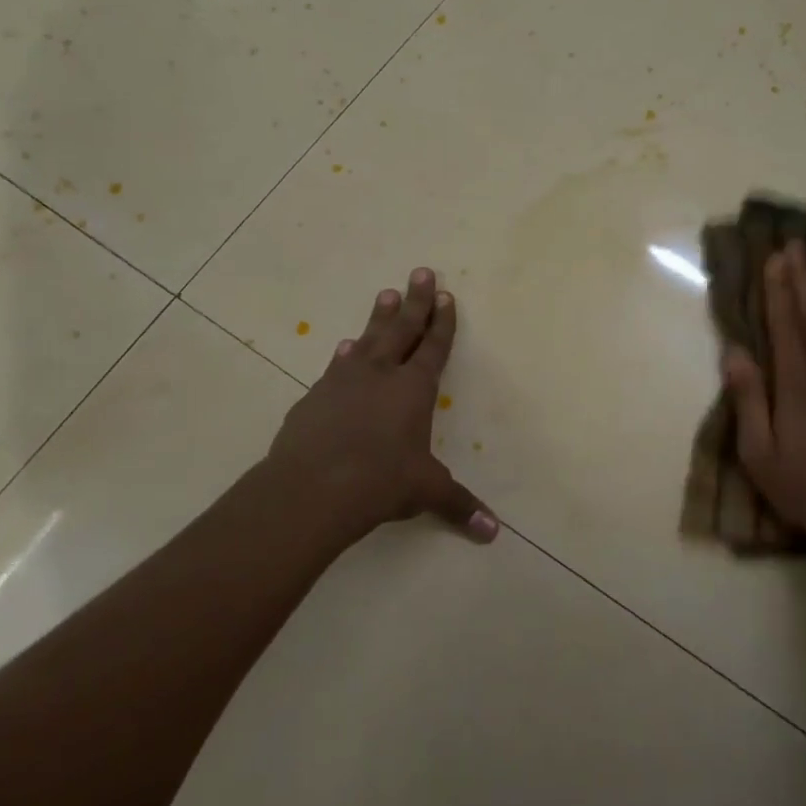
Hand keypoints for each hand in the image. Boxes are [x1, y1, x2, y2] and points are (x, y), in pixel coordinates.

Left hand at [264, 268, 498, 551]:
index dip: (442, 323)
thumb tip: (492, 533)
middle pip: (402, 329)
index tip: (447, 296)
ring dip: (379, 317)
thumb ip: (459, 506)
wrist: (312, 488)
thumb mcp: (426, 492)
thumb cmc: (381, 482)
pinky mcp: (315, 396)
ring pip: (368, 339)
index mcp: (414, 390)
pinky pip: (336, 366)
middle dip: (416, 301)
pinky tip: (343, 346)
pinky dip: (344, 354)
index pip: (433, 348)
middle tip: (422, 271)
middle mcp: (381, 375)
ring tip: (385, 294)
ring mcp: (344, 381)